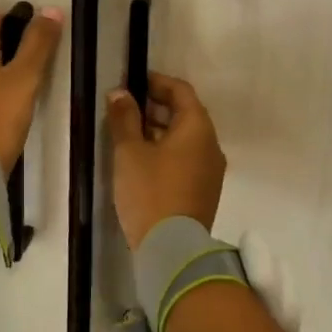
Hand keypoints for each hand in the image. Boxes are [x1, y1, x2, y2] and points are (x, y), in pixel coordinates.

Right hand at [105, 71, 225, 249]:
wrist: (172, 250)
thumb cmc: (150, 192)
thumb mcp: (129, 152)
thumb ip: (124, 118)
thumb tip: (120, 93)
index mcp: (197, 128)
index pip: (181, 91)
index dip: (157, 82)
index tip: (133, 81)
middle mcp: (211, 145)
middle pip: (186, 114)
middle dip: (156, 106)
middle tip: (127, 106)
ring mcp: (210, 170)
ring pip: (186, 138)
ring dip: (160, 129)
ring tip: (129, 132)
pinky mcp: (204, 191)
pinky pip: (187, 158)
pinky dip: (167, 149)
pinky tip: (143, 159)